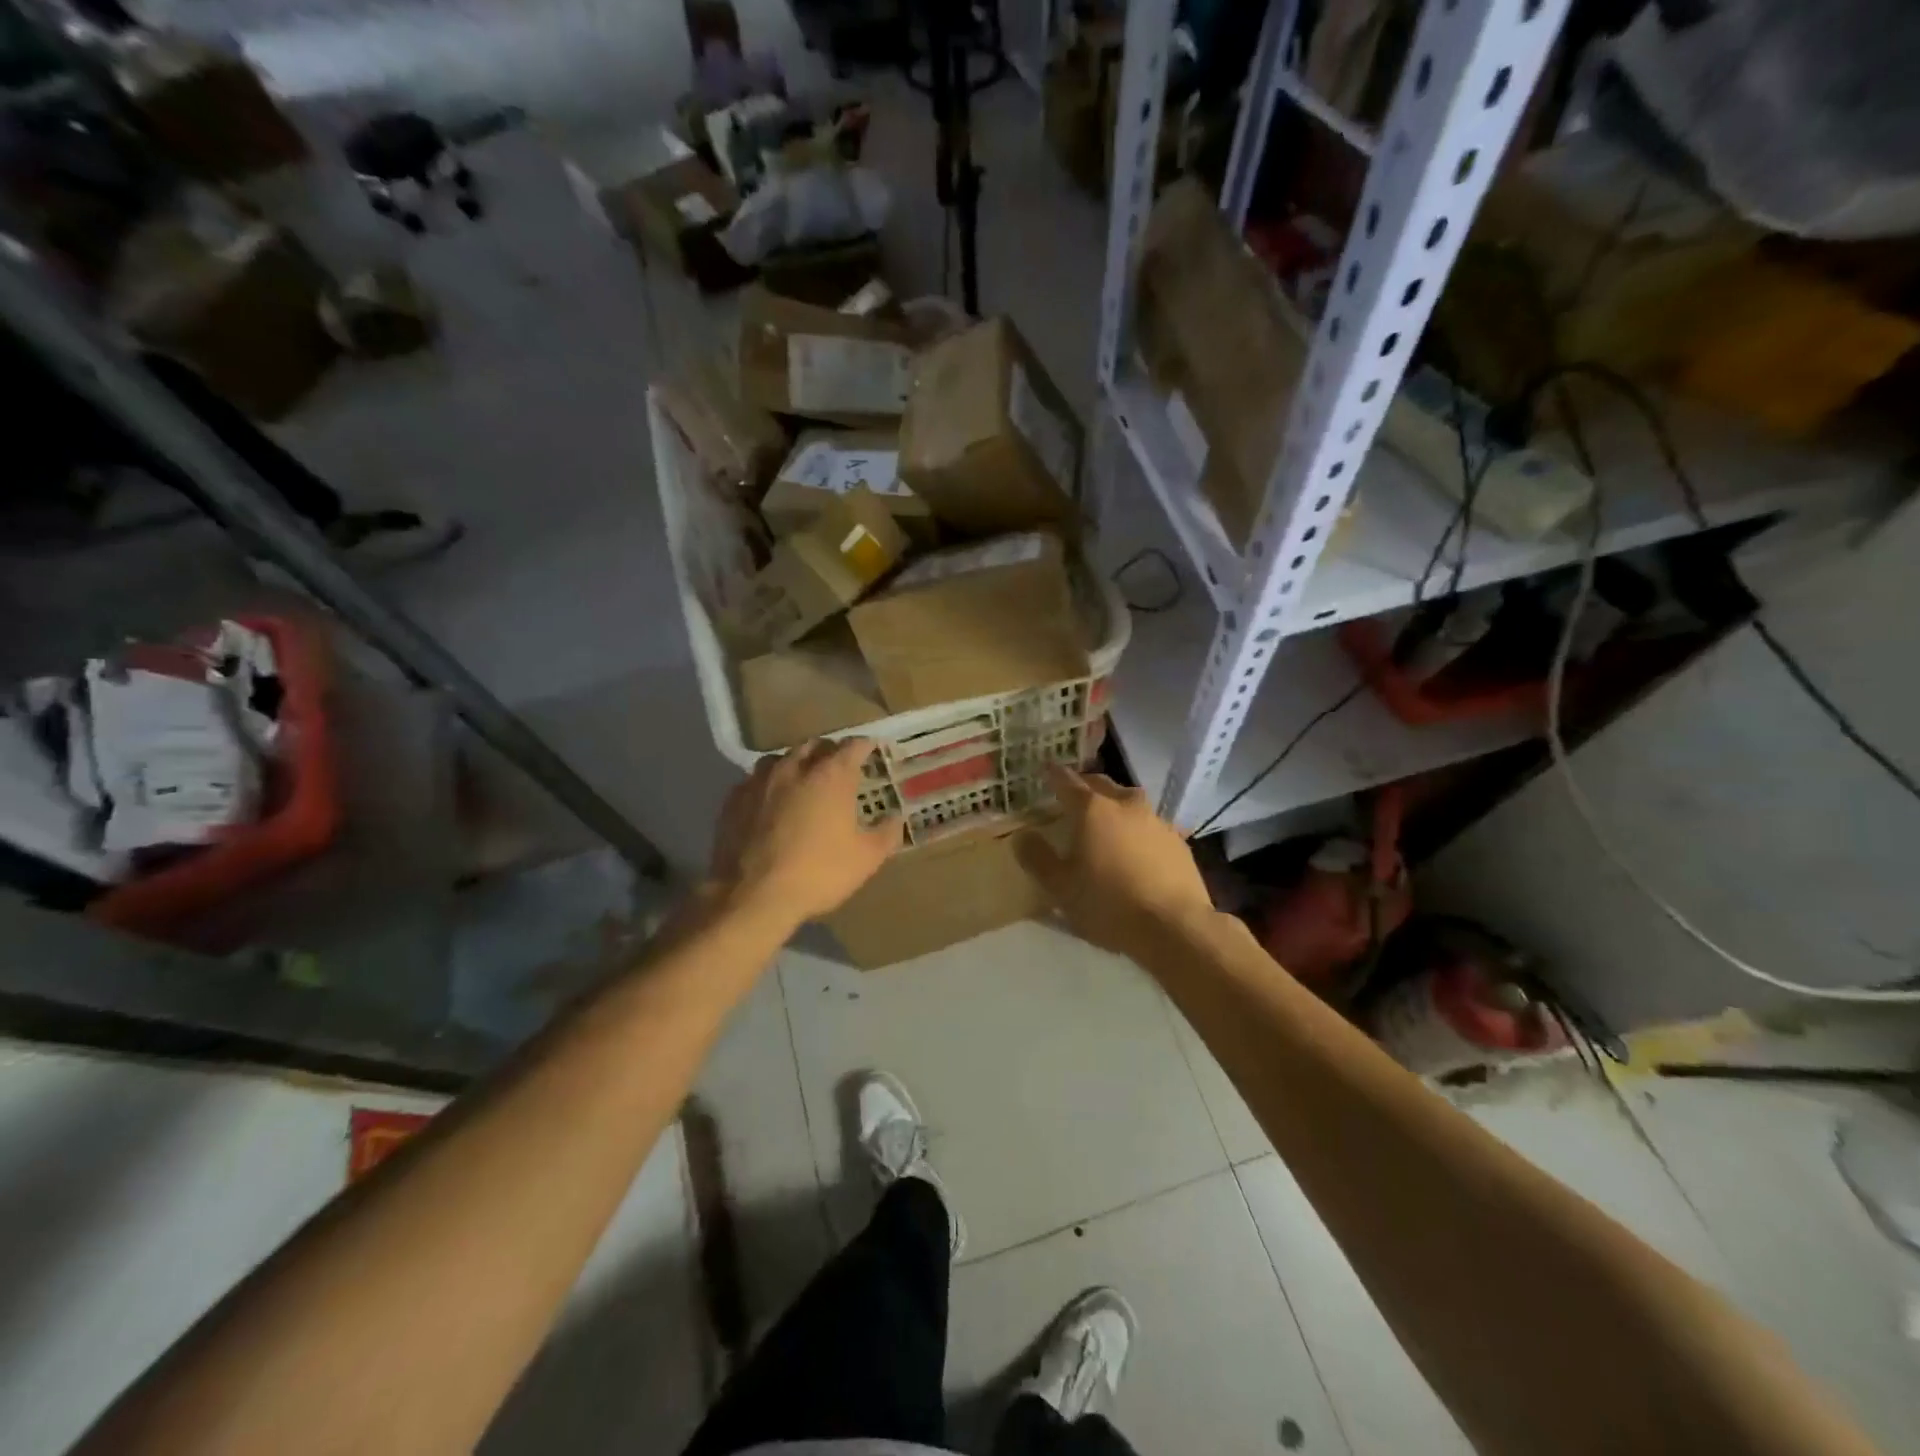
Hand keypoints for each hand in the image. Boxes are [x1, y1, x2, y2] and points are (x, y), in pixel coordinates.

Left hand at [709, 738, 901, 927]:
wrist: (752, 896)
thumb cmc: (818, 873)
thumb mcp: (866, 859)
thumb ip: (886, 833)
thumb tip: (896, 818)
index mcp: (831, 776)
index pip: (852, 746)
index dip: (864, 745)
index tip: (871, 749)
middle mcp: (794, 768)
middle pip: (814, 745)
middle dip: (828, 751)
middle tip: (838, 766)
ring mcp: (759, 781)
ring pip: (780, 759)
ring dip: (795, 763)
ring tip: (801, 780)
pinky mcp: (733, 800)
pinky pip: (754, 781)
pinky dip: (767, 785)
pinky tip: (769, 802)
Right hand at [1014, 765, 1216, 955]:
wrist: (1174, 927)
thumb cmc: (1108, 904)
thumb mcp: (1061, 888)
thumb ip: (1038, 859)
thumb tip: (1022, 837)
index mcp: (1093, 810)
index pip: (1067, 782)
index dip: (1053, 774)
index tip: (1044, 768)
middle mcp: (1126, 805)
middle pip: (1102, 784)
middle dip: (1085, 785)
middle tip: (1073, 794)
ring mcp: (1156, 821)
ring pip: (1130, 801)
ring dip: (1115, 804)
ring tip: (1106, 820)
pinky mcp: (1179, 842)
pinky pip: (1150, 825)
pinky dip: (1138, 829)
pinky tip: (1136, 848)